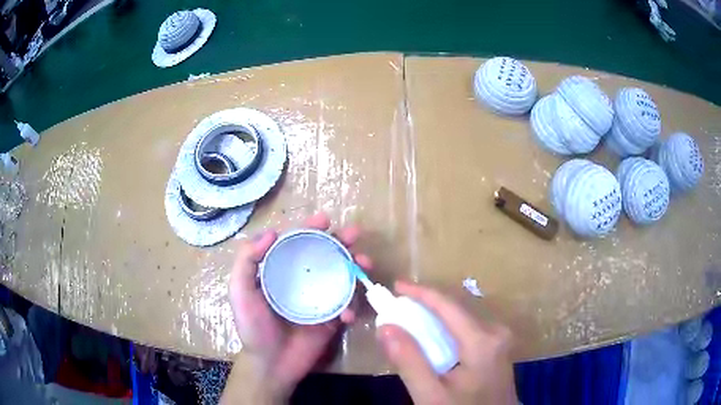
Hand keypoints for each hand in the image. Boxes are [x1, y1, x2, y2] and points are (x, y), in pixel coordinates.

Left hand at [225, 213, 371, 402]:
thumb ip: (247, 261)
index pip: (297, 243)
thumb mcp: (240, 292)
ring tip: (365, 263)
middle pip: (324, 255)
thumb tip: (271, 232)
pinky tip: (349, 313)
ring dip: (356, 266)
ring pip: (342, 275)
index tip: (325, 220)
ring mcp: (320, 299)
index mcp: (281, 271)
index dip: (311, 228)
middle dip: (341, 241)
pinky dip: (353, 305)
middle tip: (354, 234)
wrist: (272, 364)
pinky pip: (348, 305)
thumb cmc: (253, 327)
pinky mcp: (332, 318)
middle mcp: (302, 280)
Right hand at [377, 281, 516, 404]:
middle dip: (426, 304)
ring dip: (435, 315)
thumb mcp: (431, 395)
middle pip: (457, 308)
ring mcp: (500, 339)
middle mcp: (496, 332)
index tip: (395, 286)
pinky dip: (446, 328)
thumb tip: (386, 327)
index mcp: (482, 341)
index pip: (448, 306)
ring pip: (462, 317)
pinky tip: (432, 337)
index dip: (420, 292)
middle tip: (397, 305)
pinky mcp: (498, 347)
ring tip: (409, 317)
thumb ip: (409, 362)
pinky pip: (469, 328)